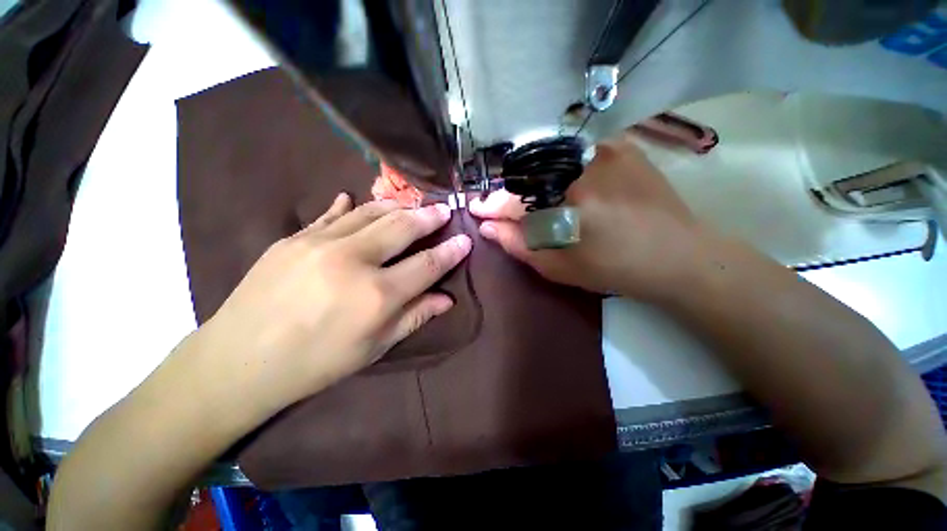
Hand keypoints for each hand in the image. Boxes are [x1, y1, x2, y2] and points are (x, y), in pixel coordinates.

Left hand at [191, 194, 471, 418]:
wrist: (239, 361)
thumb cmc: (316, 362)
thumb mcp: (374, 347)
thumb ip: (414, 316)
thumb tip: (447, 299)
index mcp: (377, 295)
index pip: (428, 264)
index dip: (451, 251)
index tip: (465, 240)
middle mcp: (353, 261)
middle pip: (403, 227)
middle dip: (429, 217)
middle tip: (444, 209)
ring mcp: (320, 243)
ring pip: (371, 212)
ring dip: (398, 206)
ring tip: (413, 204)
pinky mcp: (294, 238)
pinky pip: (332, 214)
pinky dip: (352, 206)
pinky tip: (357, 199)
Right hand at [470, 134, 703, 299]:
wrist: (679, 256)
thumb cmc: (615, 269)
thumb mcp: (560, 267)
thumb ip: (520, 245)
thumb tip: (489, 228)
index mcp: (570, 200)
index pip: (515, 199)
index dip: (492, 206)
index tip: (477, 210)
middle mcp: (584, 164)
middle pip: (529, 174)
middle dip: (511, 193)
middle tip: (503, 209)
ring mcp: (606, 148)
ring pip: (550, 160)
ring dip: (534, 179)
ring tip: (530, 200)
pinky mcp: (622, 145)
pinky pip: (575, 152)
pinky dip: (560, 167)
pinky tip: (561, 184)